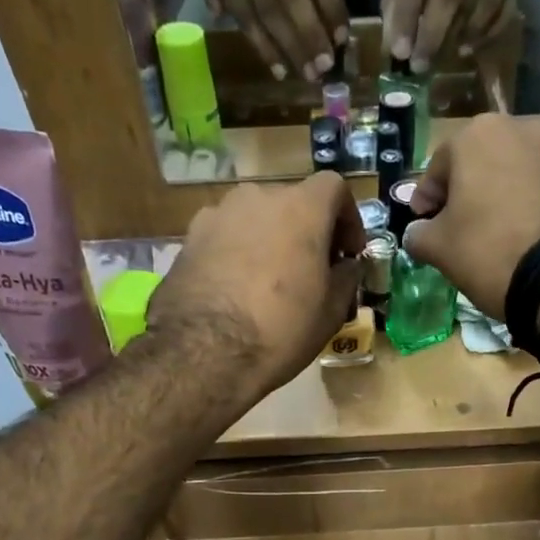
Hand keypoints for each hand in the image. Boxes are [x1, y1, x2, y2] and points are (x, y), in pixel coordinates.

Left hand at [147, 173, 363, 403]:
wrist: (204, 352)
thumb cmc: (282, 329)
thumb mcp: (332, 311)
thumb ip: (347, 277)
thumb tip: (347, 265)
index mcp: (301, 208)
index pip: (334, 188)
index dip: (348, 218)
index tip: (349, 252)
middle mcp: (258, 197)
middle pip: (292, 203)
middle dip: (307, 231)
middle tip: (313, 270)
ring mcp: (218, 214)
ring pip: (256, 219)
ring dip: (270, 240)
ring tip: (272, 281)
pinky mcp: (190, 237)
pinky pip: (227, 237)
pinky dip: (239, 252)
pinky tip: (238, 289)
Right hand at [202, 0, 349, 80]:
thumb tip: (337, 36)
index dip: (331, 5)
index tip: (340, 40)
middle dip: (309, 35)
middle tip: (323, 68)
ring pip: (265, 10)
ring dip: (288, 48)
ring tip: (306, 74)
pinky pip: (244, 18)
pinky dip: (264, 48)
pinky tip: (280, 70)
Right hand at [402, 114, 539, 318]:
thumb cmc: (486, 250)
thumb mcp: (438, 248)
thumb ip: (418, 234)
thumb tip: (417, 233)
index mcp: (476, 135)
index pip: (438, 167)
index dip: (426, 198)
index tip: (422, 222)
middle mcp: (518, 128)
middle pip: (479, 163)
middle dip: (465, 192)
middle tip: (456, 225)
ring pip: (513, 171)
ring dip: (499, 194)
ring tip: (494, 230)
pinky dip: (529, 203)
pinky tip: (524, 232)